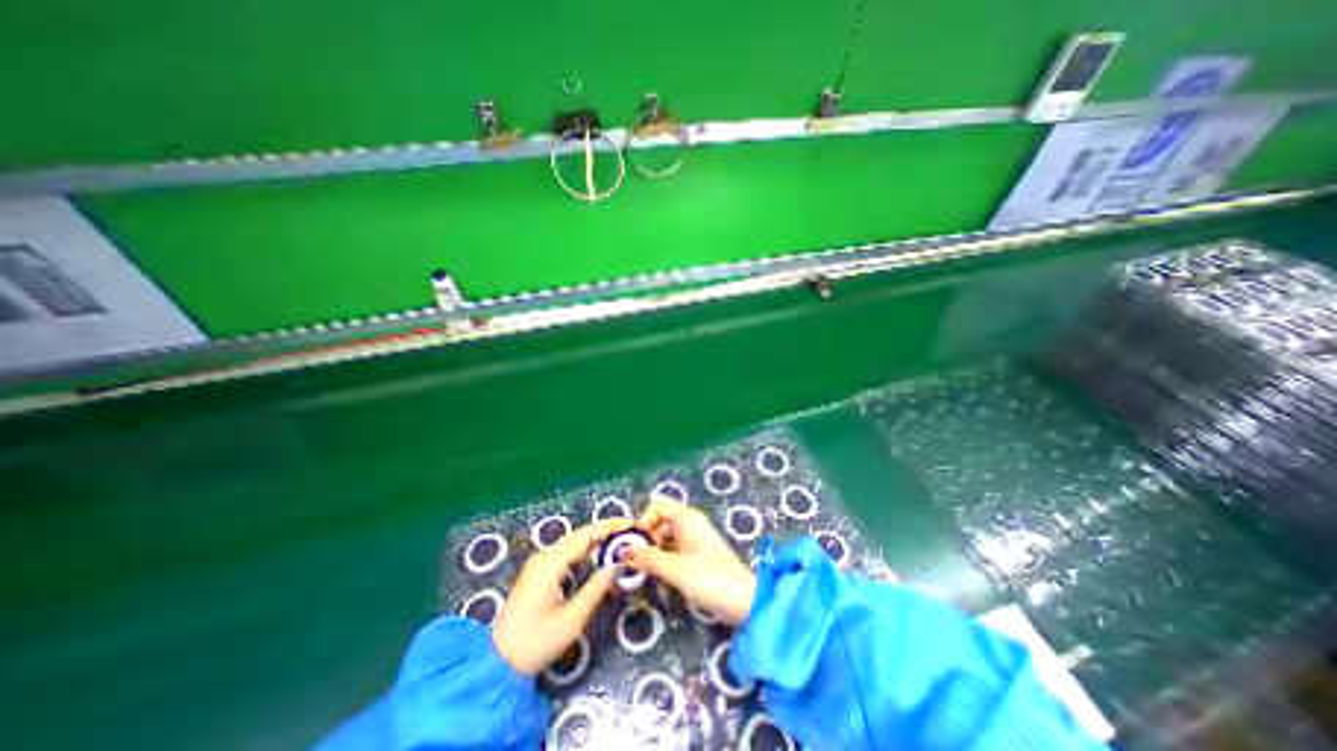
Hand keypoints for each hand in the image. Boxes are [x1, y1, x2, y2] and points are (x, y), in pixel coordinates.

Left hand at [492, 523, 630, 673]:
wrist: (497, 665)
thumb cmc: (536, 644)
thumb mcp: (572, 619)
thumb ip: (596, 588)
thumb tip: (617, 565)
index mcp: (550, 563)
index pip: (585, 535)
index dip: (610, 526)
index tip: (631, 523)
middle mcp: (544, 556)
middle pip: (580, 535)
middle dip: (605, 531)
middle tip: (630, 531)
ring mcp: (539, 563)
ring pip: (573, 544)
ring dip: (596, 541)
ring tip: (620, 541)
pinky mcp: (538, 573)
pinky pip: (566, 554)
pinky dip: (585, 552)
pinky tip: (599, 556)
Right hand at [624, 496, 755, 623]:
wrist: (744, 602)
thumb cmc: (709, 578)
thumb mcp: (674, 568)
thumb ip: (648, 558)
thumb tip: (622, 550)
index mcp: (687, 518)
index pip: (658, 505)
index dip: (645, 520)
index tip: (637, 543)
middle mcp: (690, 525)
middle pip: (660, 524)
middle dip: (647, 543)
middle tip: (638, 566)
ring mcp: (694, 541)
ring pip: (666, 542)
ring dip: (655, 559)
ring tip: (649, 580)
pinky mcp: (697, 558)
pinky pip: (674, 555)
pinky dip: (666, 567)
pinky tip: (663, 587)